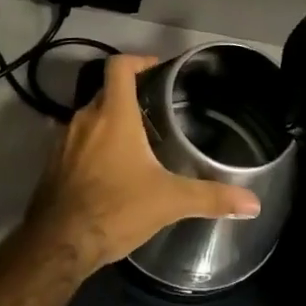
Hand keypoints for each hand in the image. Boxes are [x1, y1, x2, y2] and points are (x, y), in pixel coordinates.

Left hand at [23, 54, 261, 274]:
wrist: (58, 244)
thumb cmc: (115, 209)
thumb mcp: (169, 201)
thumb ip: (210, 197)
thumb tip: (253, 203)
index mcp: (112, 114)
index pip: (119, 66)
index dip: (138, 61)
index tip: (157, 70)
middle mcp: (84, 118)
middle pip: (106, 91)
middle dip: (129, 97)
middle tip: (155, 112)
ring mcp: (63, 140)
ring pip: (90, 118)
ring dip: (110, 123)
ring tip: (136, 142)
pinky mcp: (52, 164)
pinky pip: (75, 142)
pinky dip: (92, 146)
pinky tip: (109, 171)